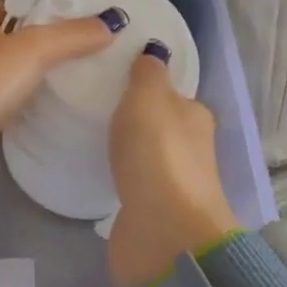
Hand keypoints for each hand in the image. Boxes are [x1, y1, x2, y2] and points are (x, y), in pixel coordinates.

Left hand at [0, 0, 116, 160]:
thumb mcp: (35, 49)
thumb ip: (72, 35)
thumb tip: (112, 22)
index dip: (10, 7)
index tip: (39, 20)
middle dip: (12, 43)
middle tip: (50, 54)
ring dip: (7, 77)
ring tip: (45, 85)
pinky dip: (3, 107)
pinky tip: (27, 115)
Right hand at [107, 53, 238, 286]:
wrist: (164, 234)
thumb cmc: (158, 155)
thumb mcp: (149, 98)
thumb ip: (148, 74)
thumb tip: (154, 51)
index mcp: (195, 117)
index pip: (173, 94)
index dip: (148, 86)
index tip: (115, 80)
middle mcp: (190, 149)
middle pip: (161, 126)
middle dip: (135, 119)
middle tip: (95, 106)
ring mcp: (172, 185)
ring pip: (147, 157)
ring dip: (128, 150)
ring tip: (91, 136)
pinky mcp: (153, 214)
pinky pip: (133, 185)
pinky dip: (121, 178)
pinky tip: (98, 172)